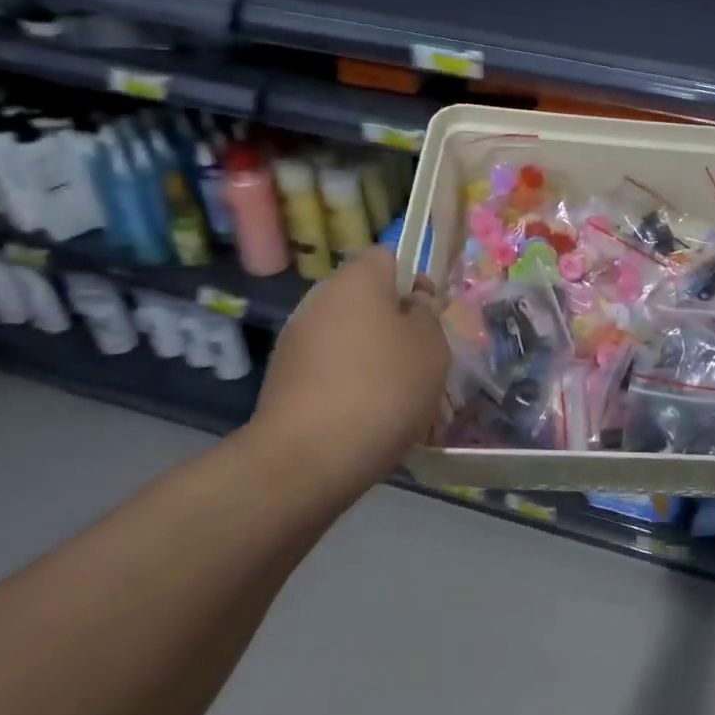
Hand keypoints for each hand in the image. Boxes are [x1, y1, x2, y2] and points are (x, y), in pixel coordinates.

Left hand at [243, 248, 448, 496]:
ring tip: (397, 395)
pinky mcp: (284, 379)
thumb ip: (427, 314)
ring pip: (349, 336)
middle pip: (367, 299)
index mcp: (356, 281)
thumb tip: (413, 303)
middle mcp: (320, 300)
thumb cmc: (384, 388)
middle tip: (420, 359)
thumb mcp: (431, 346)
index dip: (414, 280)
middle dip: (394, 323)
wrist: (309, 458)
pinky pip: (330, 367)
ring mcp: (296, 340)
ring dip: (372, 355)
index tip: (430, 316)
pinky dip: (349, 382)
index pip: (388, 256)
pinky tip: (366, 415)